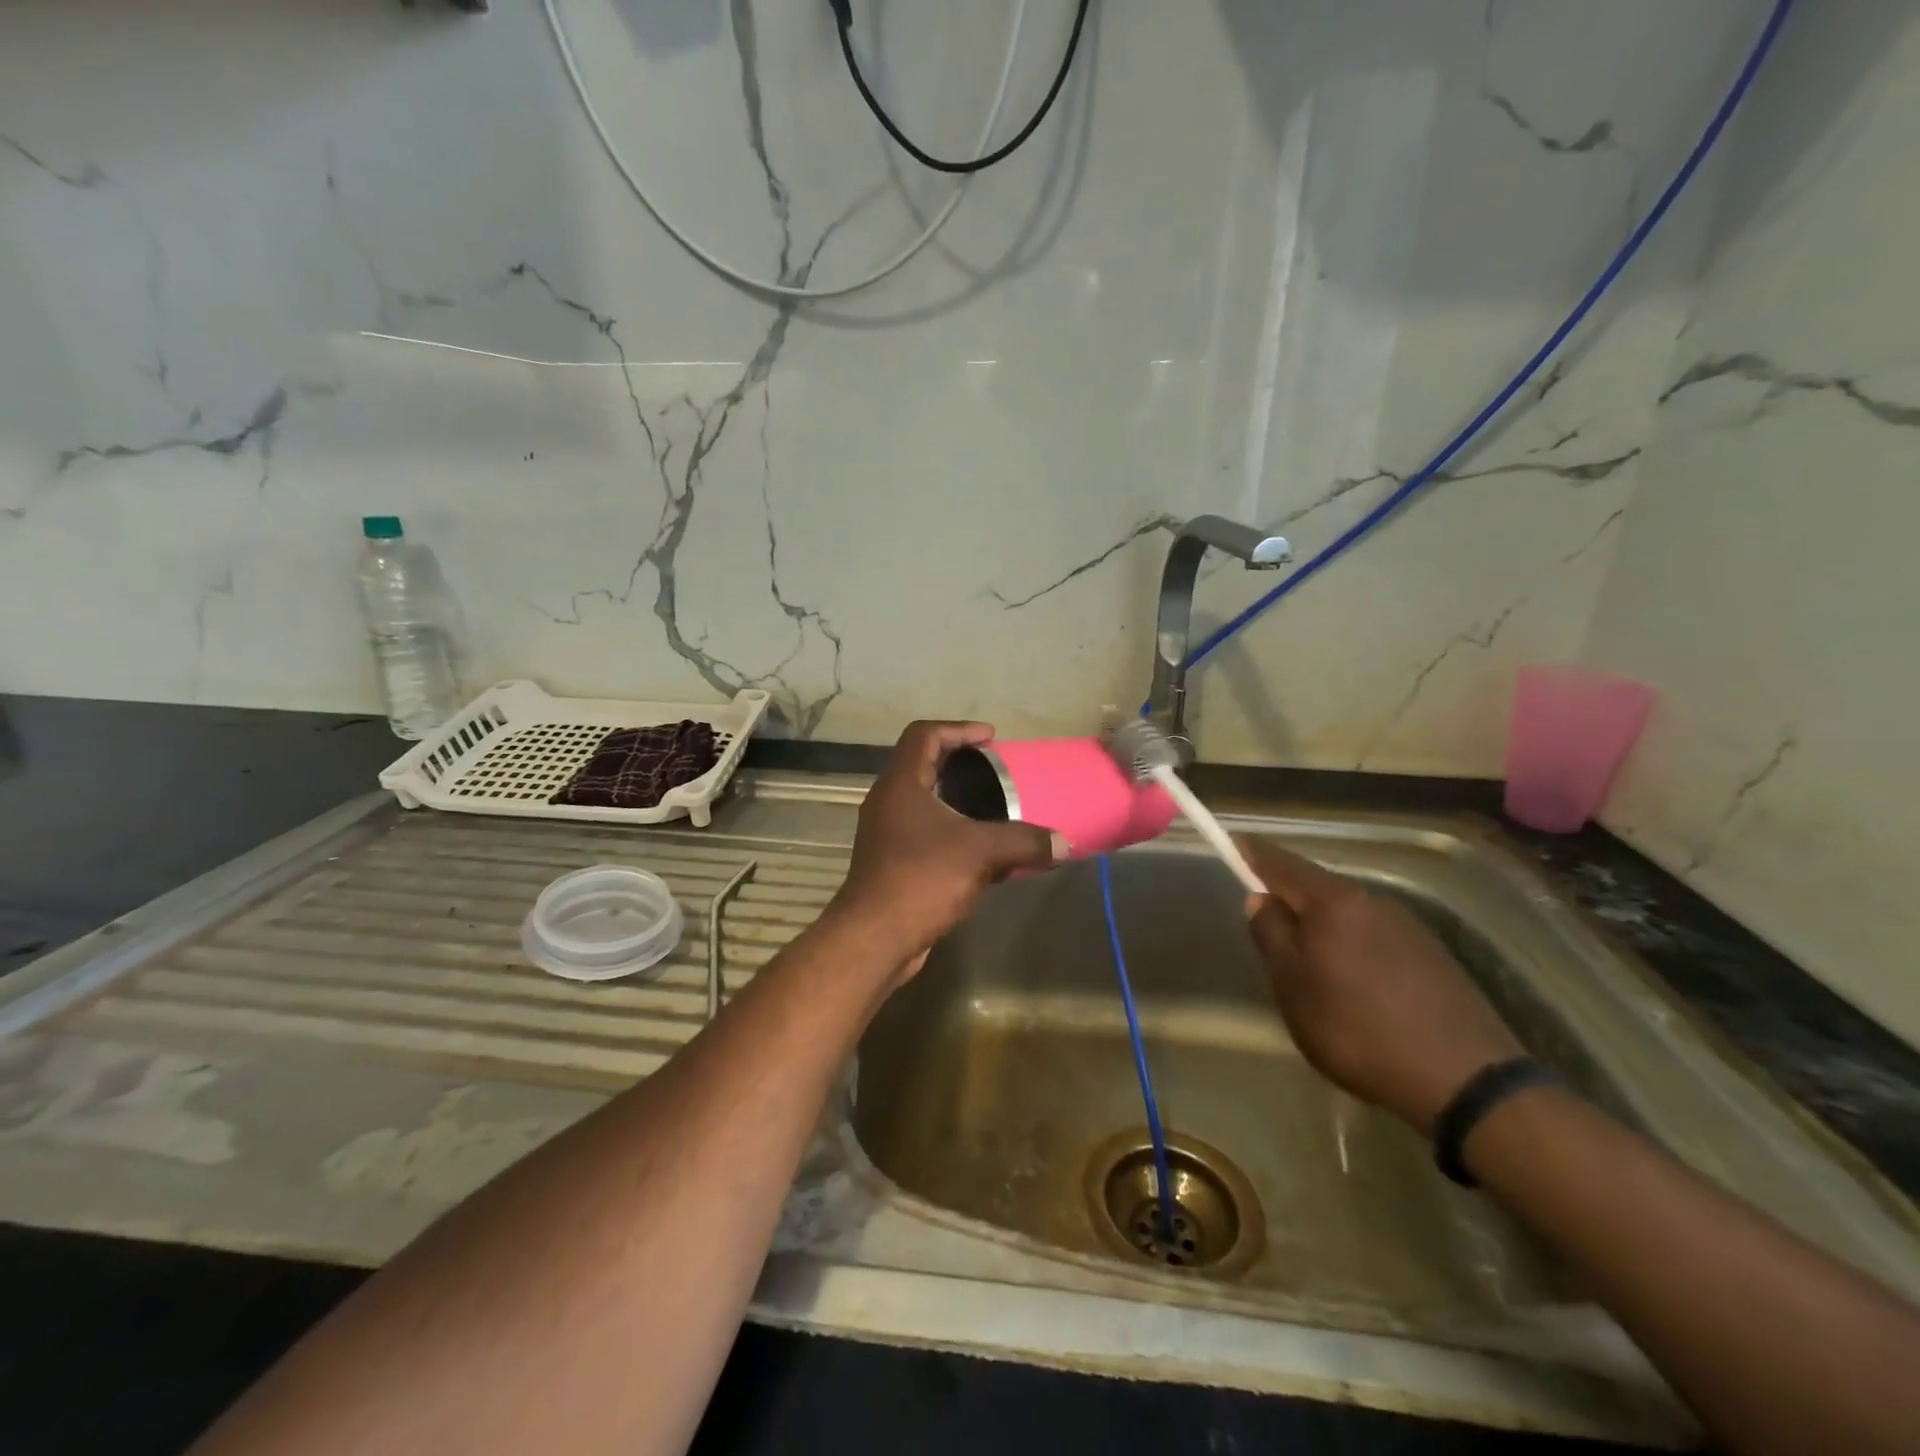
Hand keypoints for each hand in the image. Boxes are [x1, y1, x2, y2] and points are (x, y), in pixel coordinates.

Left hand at [830, 721, 1064, 974]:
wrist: (875, 938)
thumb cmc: (922, 878)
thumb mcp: (981, 852)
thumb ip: (1024, 842)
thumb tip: (1064, 844)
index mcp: (901, 784)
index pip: (924, 735)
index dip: (959, 729)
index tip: (991, 738)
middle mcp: (888, 802)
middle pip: (923, 765)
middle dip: (960, 763)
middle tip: (995, 770)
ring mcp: (886, 834)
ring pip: (924, 803)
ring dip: (957, 801)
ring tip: (993, 808)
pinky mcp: (891, 863)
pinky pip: (925, 835)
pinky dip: (953, 833)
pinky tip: (981, 853)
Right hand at [1238, 835, 1524, 1133]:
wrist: (1465, 1079)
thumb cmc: (1357, 1028)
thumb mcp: (1292, 986)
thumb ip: (1271, 935)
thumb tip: (1260, 898)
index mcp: (1333, 901)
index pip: (1281, 863)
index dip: (1253, 854)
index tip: (1233, 845)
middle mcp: (1371, 901)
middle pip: (1317, 888)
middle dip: (1289, 898)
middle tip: (1266, 924)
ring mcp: (1408, 926)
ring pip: (1347, 915)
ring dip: (1323, 927)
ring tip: (1311, 965)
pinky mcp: (1432, 955)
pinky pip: (1375, 937)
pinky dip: (1353, 947)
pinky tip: (1356, 985)